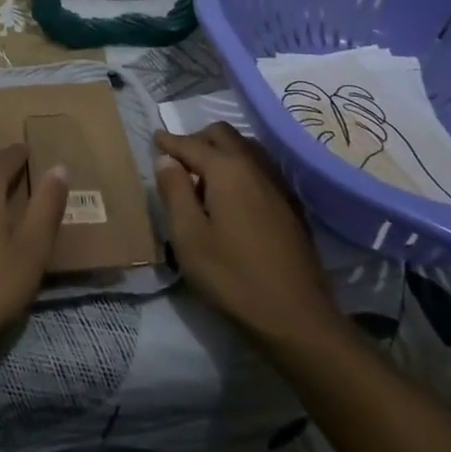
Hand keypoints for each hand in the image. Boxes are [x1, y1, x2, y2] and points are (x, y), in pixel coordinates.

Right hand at [154, 124, 342, 347]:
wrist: (296, 316)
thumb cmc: (232, 277)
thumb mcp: (189, 237)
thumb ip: (175, 192)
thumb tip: (166, 160)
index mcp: (227, 170)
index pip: (192, 144)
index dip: (170, 141)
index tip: (155, 138)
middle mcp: (255, 167)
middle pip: (224, 135)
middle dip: (198, 139)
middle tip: (178, 159)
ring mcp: (278, 185)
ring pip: (246, 148)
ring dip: (222, 150)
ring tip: (203, 176)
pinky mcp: (291, 205)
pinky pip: (260, 168)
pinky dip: (241, 166)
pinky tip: (233, 194)